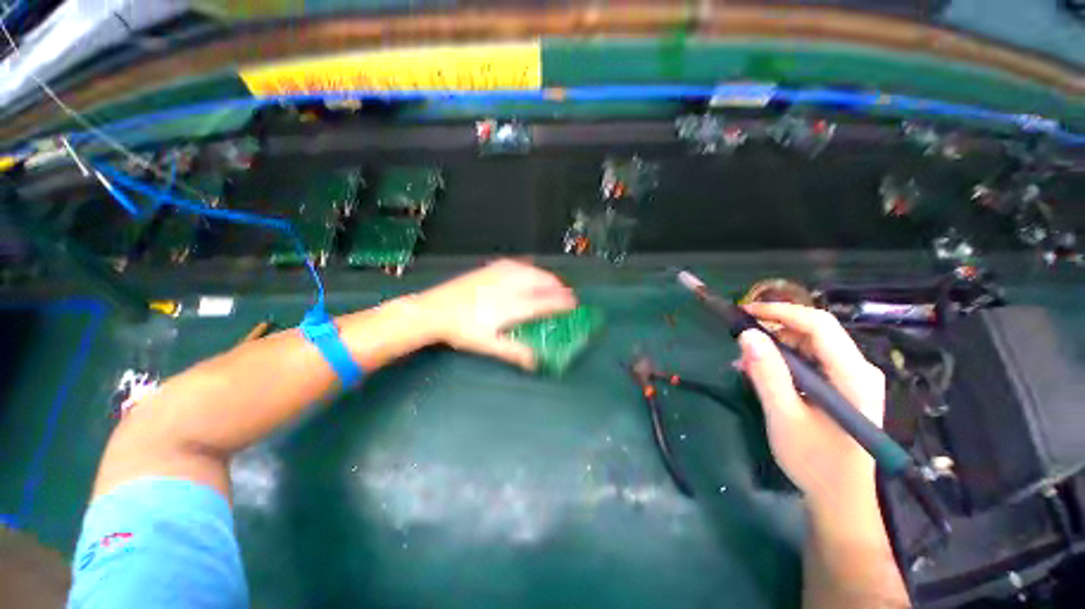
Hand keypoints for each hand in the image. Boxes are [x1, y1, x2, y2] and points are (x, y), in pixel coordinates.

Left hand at [416, 259, 577, 369]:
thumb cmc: (462, 330)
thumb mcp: (489, 345)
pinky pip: (519, 264)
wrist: (435, 309)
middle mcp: (510, 286)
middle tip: (565, 295)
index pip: (545, 302)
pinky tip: (529, 273)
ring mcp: (500, 274)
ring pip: (532, 270)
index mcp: (512, 305)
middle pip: (542, 281)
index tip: (573, 303)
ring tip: (551, 285)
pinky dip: (531, 269)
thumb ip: (515, 352)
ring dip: (546, 277)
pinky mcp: (491, 268)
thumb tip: (535, 362)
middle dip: (558, 287)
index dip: (562, 302)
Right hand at [737, 303, 885, 512]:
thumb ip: (767, 374)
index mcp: (852, 375)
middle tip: (741, 346)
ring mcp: (852, 378)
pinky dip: (783, 363)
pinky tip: (763, 375)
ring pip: (809, 346)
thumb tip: (747, 335)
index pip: (819, 325)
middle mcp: (858, 369)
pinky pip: (810, 361)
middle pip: (814, 332)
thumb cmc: (816, 461)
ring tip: (746, 365)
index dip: (781, 311)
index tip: (745, 312)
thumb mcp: (785, 417)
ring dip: (775, 349)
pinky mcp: (843, 387)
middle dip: (773, 332)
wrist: (842, 498)